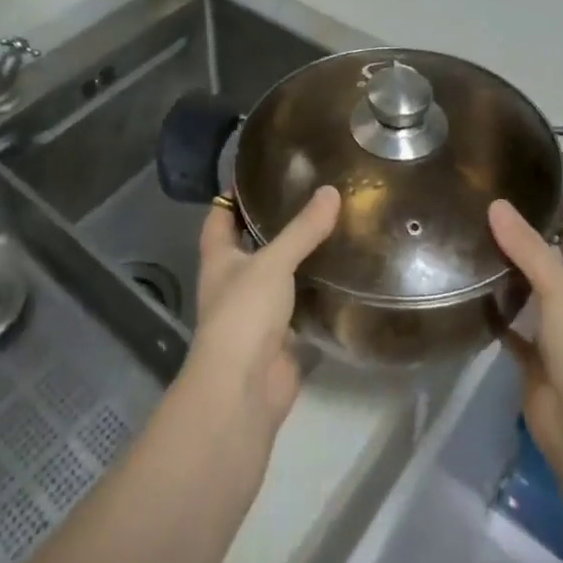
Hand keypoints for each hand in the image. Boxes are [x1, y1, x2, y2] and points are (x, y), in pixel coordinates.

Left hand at [187, 185, 341, 437]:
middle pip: (252, 244)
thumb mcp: (273, 262)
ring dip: (300, 257)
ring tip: (334, 225)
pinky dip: (318, 291)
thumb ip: (303, 229)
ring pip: (279, 275)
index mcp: (219, 258)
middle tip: (311, 193)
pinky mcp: (281, 337)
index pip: (220, 216)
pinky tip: (342, 271)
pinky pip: (301, 305)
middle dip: (275, 223)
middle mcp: (234, 282)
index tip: (262, 171)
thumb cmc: (244, 314)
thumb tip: (331, 190)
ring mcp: (256, 312)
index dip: (234, 195)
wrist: (244, 391)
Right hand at [489, 199, 562, 475]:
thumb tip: (497, 205)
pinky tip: (470, 296)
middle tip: (492, 214)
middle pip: (558, 265)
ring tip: (474, 244)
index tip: (534, 190)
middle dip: (532, 242)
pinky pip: (513, 331)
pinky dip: (496, 316)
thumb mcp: (561, 291)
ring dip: (511, 276)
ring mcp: (559, 338)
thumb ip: (529, 249)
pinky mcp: (535, 364)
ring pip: (533, 297)